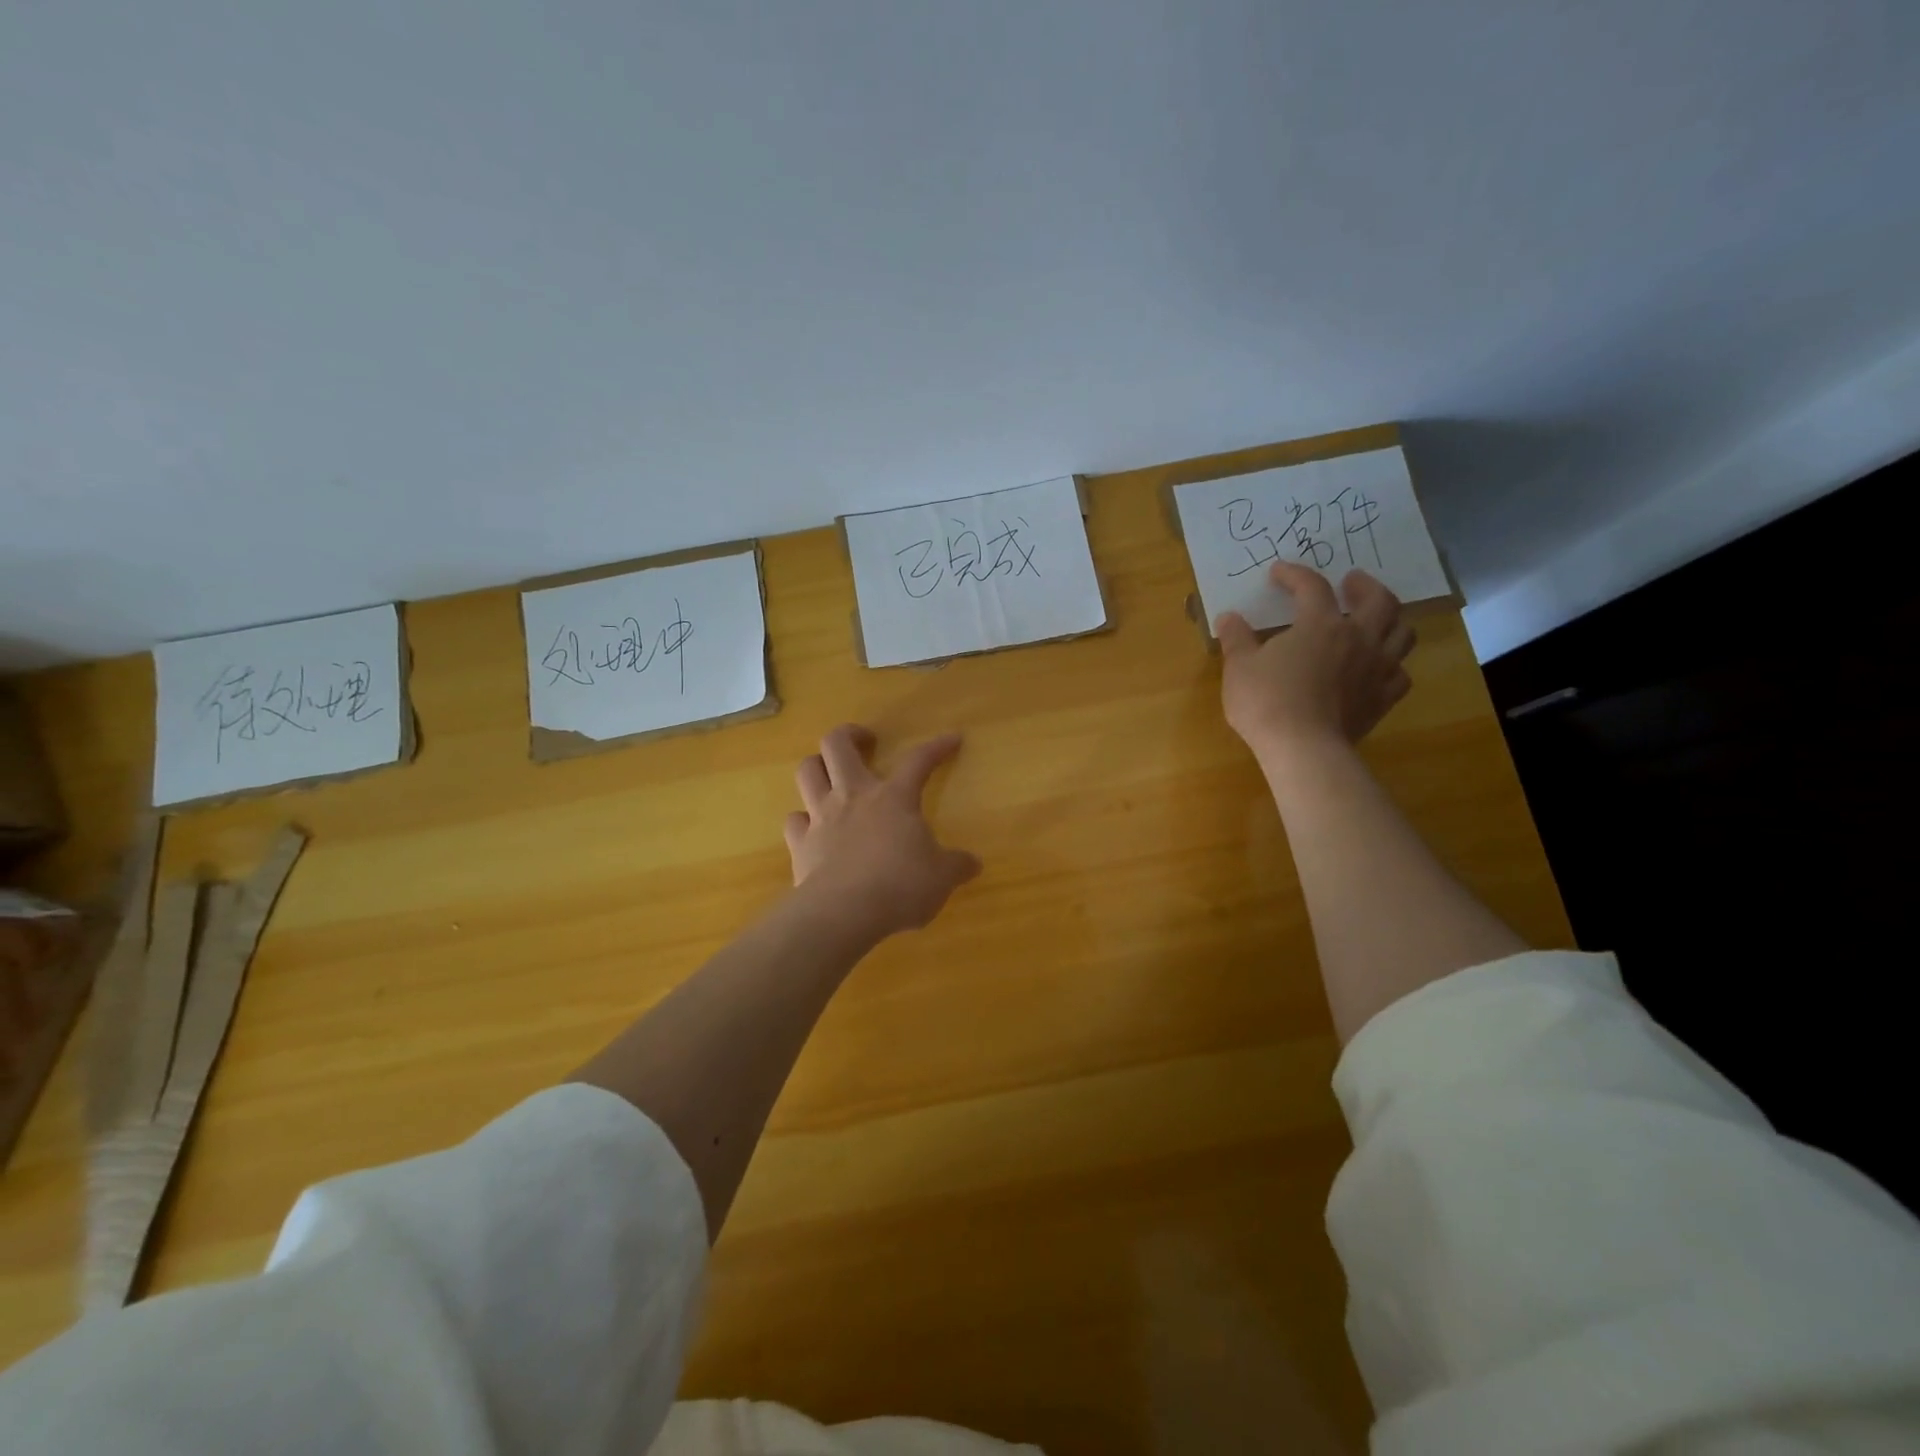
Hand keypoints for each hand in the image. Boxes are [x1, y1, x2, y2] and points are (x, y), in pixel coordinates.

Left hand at [784, 724, 982, 939]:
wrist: (844, 913)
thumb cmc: (900, 886)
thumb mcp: (941, 878)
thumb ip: (957, 866)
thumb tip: (973, 864)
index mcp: (894, 798)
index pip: (919, 760)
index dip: (937, 747)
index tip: (952, 739)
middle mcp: (853, 796)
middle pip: (837, 744)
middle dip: (850, 734)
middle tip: (865, 740)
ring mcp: (821, 817)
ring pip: (808, 771)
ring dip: (817, 765)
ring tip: (830, 773)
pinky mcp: (800, 844)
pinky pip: (795, 820)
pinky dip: (802, 819)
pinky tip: (812, 827)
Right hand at [1215, 563, 1415, 758]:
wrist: (1302, 748)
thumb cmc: (1266, 701)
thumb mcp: (1239, 667)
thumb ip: (1236, 638)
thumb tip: (1228, 617)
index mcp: (1320, 624)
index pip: (1312, 586)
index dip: (1295, 574)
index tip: (1278, 572)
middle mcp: (1357, 638)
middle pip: (1380, 600)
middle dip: (1366, 585)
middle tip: (1352, 582)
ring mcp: (1376, 669)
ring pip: (1402, 633)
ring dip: (1391, 620)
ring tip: (1375, 619)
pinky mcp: (1383, 699)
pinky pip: (1401, 674)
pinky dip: (1393, 665)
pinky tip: (1380, 667)